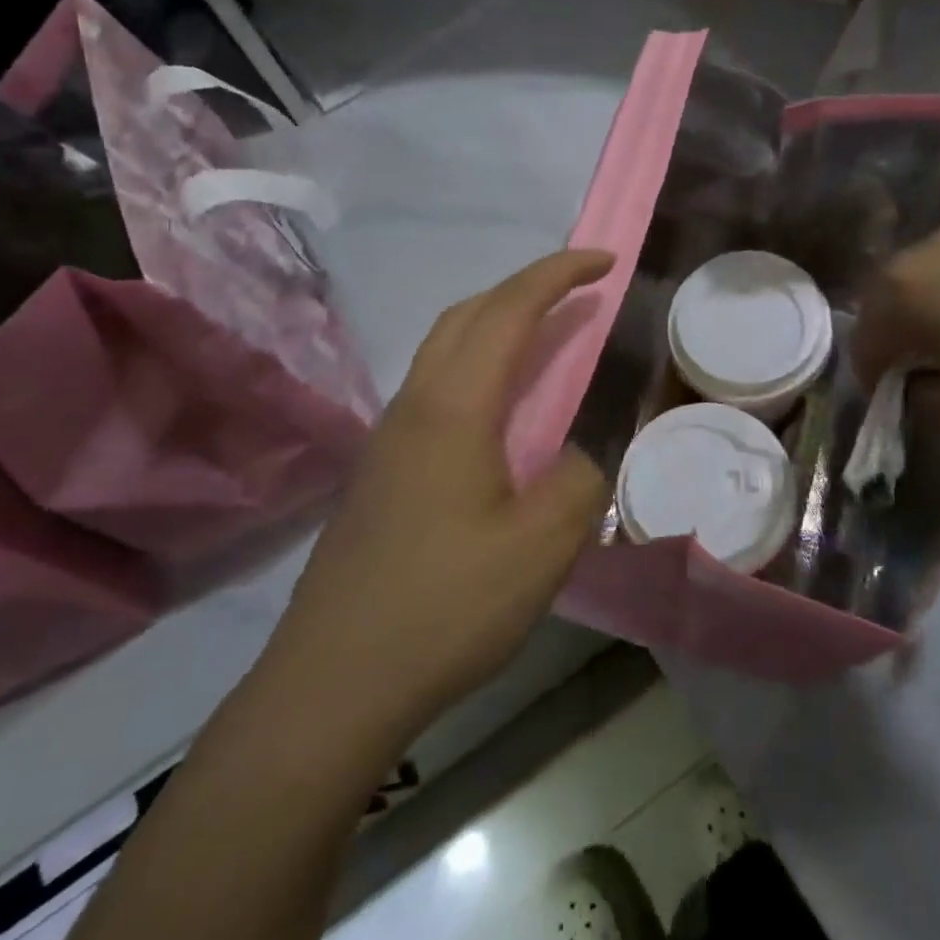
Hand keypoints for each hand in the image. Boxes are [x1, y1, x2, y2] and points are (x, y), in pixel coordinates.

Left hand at [276, 250, 614, 724]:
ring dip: (496, 326)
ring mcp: (389, 438)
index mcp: (453, 407)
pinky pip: (435, 388)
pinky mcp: (380, 471)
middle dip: (524, 288)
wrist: (335, 681)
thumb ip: (575, 481)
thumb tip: (571, 457)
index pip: (509, 310)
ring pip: (444, 349)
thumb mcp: (541, 546)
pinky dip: (477, 368)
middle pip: (466, 315)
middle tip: (576, 294)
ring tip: (545, 342)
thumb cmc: (445, 607)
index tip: (605, 259)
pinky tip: (500, 414)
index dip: (559, 274)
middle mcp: (414, 405)